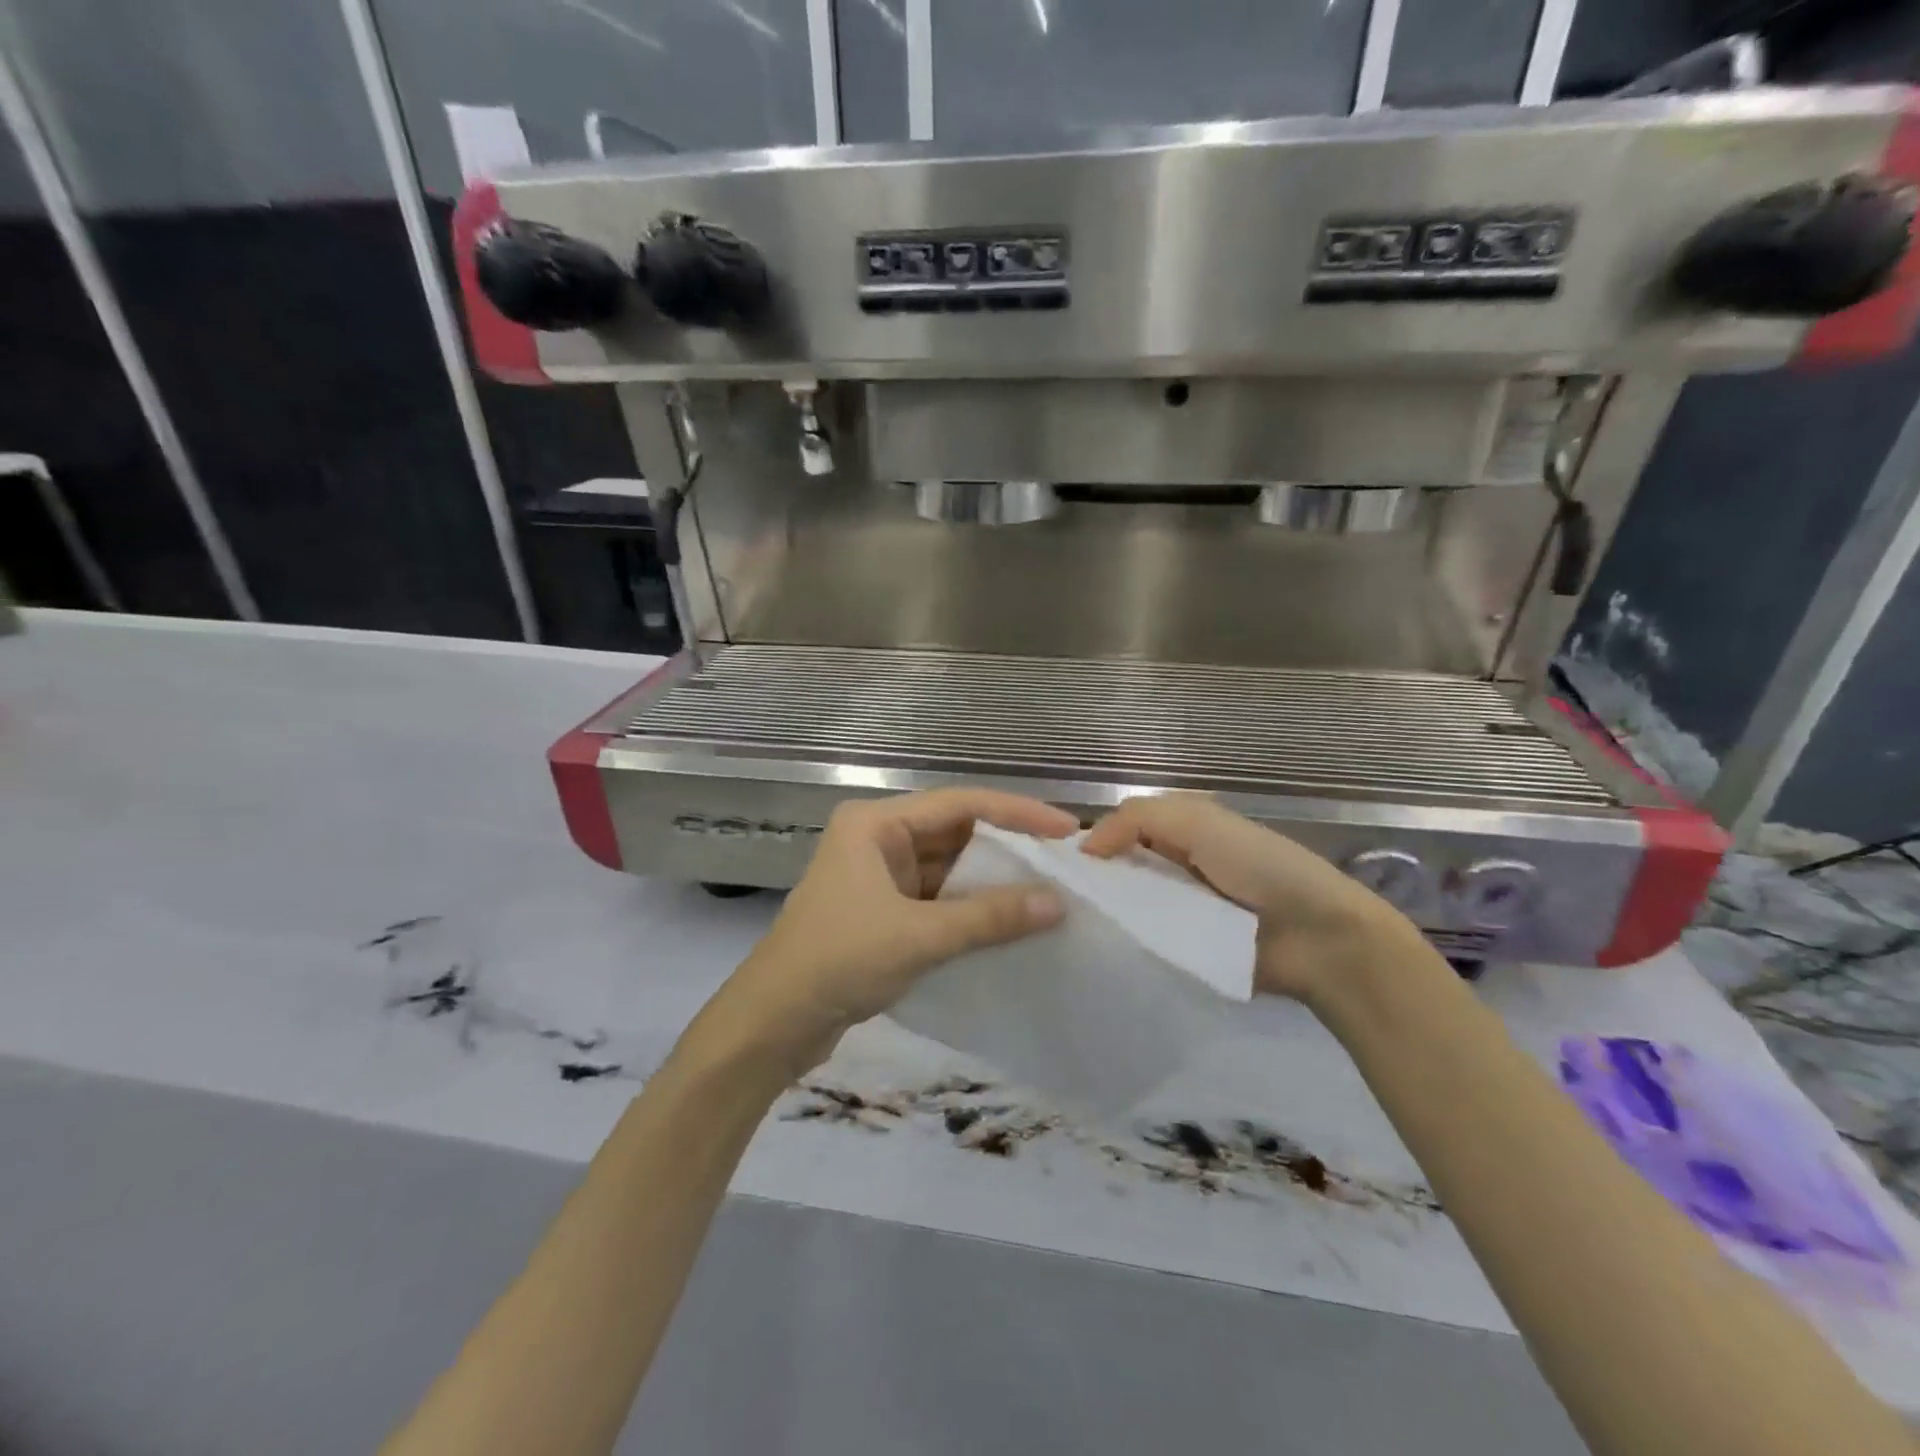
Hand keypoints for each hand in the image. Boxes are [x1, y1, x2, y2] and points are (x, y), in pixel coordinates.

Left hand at [707, 789, 1077, 1075]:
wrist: (771, 1025)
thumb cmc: (837, 961)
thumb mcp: (918, 936)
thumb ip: (988, 917)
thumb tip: (1057, 903)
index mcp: (875, 824)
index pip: (959, 804)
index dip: (1016, 813)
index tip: (1067, 829)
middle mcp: (878, 840)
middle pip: (955, 834)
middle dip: (1007, 849)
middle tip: (1064, 862)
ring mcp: (879, 877)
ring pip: (949, 869)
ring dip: (991, 883)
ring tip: (1049, 892)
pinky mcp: (883, 913)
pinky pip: (938, 900)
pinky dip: (971, 910)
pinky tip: (1010, 923)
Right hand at [1081, 793, 1436, 1005]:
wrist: (1318, 937)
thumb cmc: (1259, 867)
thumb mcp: (1198, 821)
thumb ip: (1136, 819)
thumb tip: (1084, 848)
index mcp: (1182, 828)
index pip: (1122, 827)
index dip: (1092, 840)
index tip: (1056, 864)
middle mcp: (1177, 864)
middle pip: (1122, 867)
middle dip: (1094, 878)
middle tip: (1055, 899)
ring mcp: (1182, 908)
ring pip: (1131, 904)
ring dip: (1107, 911)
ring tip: (1065, 926)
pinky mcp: (1188, 948)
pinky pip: (1148, 939)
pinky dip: (1127, 941)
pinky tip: (1096, 948)